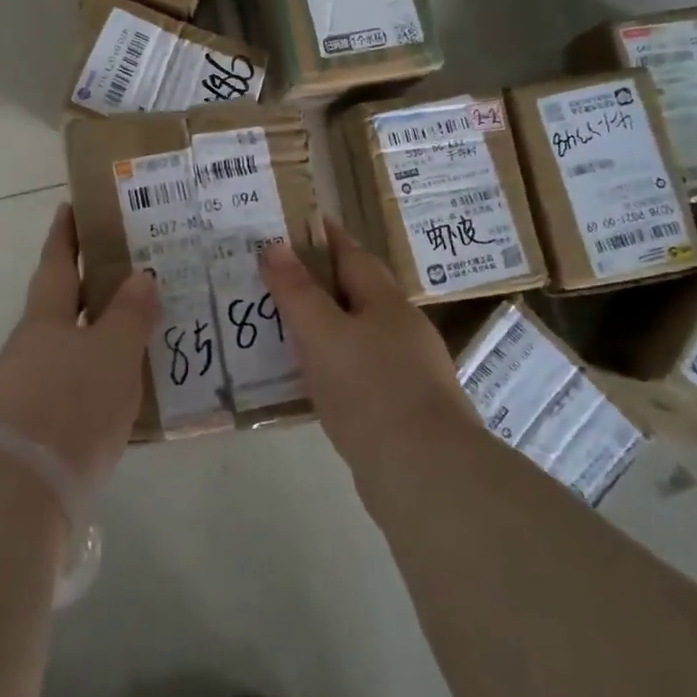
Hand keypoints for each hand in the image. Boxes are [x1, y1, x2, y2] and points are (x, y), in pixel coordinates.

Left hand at [0, 203, 159, 496]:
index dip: (65, 234)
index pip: (56, 262)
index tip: (70, 206)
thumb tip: (141, 276)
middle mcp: (32, 344)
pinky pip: (75, 382)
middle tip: (127, 267)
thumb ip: (129, 314)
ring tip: (139, 325)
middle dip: (88, 283)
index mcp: (45, 317)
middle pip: (61, 303)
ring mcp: (30, 385)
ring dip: (97, 331)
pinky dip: (98, 372)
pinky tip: (125, 383)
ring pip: (70, 344)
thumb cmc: (72, 401)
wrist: (27, 485)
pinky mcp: (39, 423)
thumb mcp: (113, 351)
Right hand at [262, 218, 469, 483]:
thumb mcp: (322, 333)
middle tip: (272, 277)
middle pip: (355, 291)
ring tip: (281, 325)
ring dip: (323, 324)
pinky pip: (358, 369)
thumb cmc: (369, 388)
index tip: (291, 223)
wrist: (424, 472)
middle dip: (317, 281)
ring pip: (355, 332)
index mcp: (385, 300)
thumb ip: (297, 290)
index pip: (351, 252)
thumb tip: (275, 245)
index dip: (322, 236)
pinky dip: (332, 362)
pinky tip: (310, 377)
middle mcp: (401, 327)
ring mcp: (406, 368)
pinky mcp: (401, 406)